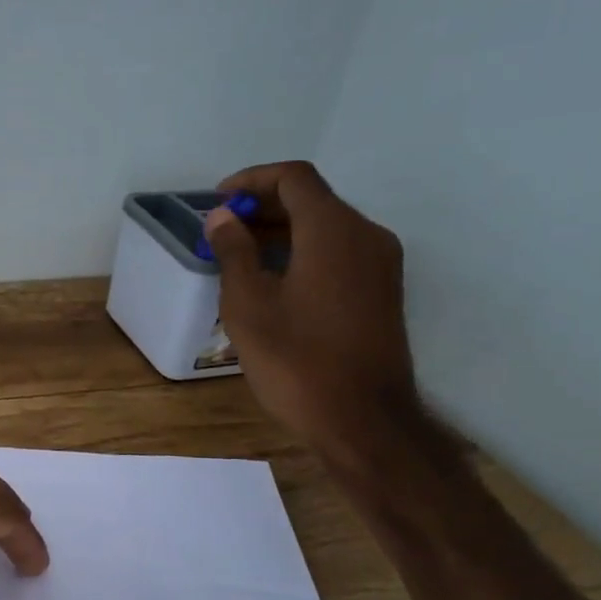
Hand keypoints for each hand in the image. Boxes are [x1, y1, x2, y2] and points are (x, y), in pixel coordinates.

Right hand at [203, 160, 417, 450]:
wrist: (363, 420)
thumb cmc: (296, 360)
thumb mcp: (248, 305)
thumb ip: (234, 251)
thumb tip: (223, 216)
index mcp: (333, 230)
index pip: (293, 178)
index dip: (251, 179)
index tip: (217, 201)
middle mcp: (366, 236)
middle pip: (313, 200)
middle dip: (264, 206)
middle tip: (222, 231)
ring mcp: (381, 265)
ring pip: (327, 227)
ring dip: (283, 231)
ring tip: (240, 257)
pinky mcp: (383, 292)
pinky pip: (340, 253)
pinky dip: (304, 252)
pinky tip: (274, 283)